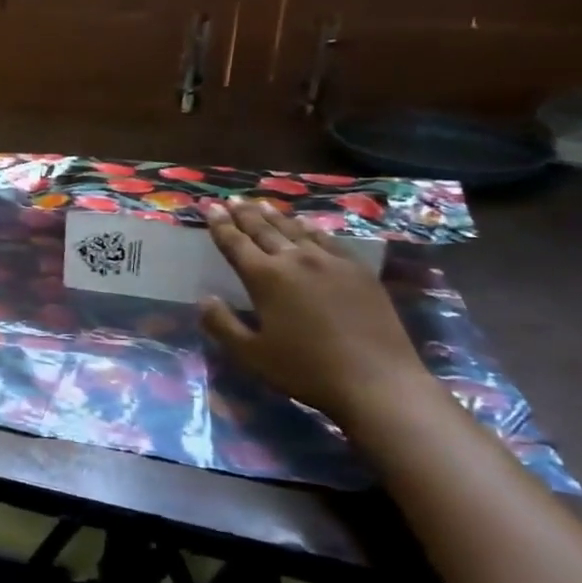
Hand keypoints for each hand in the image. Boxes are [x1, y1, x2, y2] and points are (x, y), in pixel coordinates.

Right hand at [200, 198, 434, 425]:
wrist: (377, 382)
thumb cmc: (306, 370)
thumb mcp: (251, 354)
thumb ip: (222, 324)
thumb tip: (204, 299)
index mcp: (265, 278)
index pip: (235, 243)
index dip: (220, 226)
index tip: (211, 208)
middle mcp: (295, 260)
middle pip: (264, 229)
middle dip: (244, 214)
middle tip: (232, 200)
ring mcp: (331, 262)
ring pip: (295, 230)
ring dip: (275, 216)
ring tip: (261, 204)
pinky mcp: (358, 271)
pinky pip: (329, 240)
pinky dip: (311, 228)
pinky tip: (306, 224)